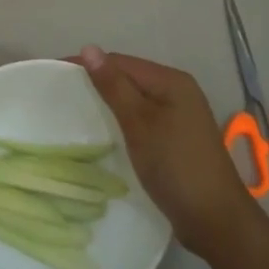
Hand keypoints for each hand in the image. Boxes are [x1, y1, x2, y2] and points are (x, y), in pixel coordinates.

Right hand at [78, 46, 257, 257]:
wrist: (216, 219)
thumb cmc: (175, 165)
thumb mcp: (139, 123)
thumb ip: (114, 86)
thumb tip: (88, 48)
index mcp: (171, 81)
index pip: (120, 62)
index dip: (87, 65)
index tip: (52, 74)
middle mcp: (178, 92)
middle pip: (128, 77)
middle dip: (96, 82)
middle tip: (59, 94)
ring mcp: (180, 117)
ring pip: (135, 99)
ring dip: (108, 102)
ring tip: (75, 111)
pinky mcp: (176, 139)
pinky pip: (142, 119)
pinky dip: (121, 120)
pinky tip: (105, 132)